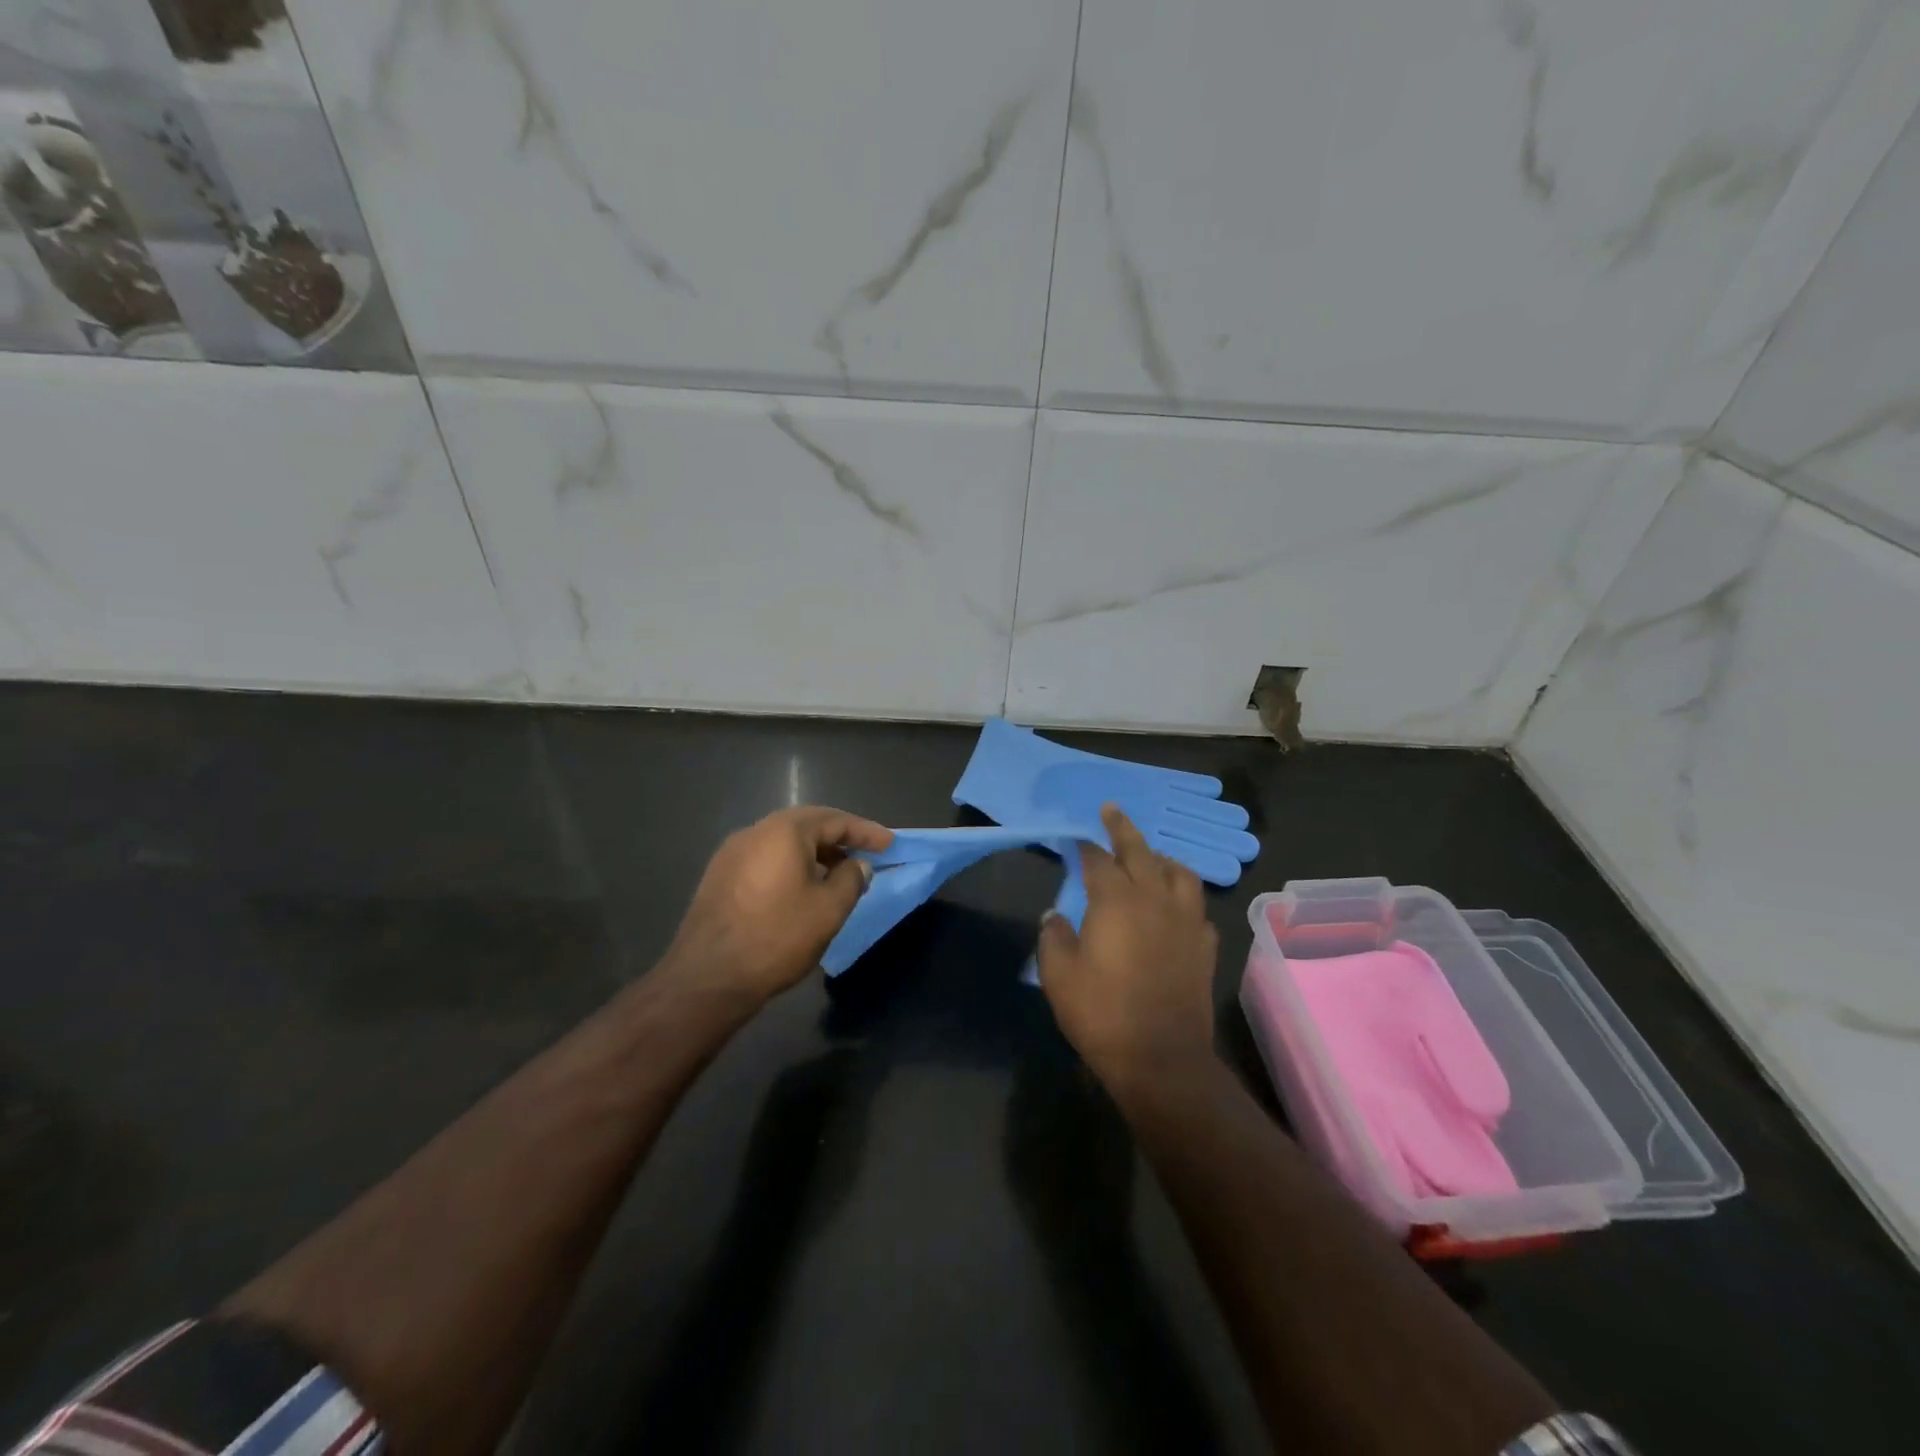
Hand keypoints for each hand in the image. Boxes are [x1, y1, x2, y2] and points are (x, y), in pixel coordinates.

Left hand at [663, 806, 891, 1004]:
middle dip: (839, 838)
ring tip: (837, 874)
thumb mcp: (829, 909)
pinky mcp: (719, 876)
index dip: (866, 832)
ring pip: (784, 842)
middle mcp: (755, 831)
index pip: (836, 820)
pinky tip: (801, 889)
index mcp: (784, 831)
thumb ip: (851, 879)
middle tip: (865, 854)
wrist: (708, 977)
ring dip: (814, 853)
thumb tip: (857, 865)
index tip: (890, 844)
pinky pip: (765, 859)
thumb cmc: (777, 937)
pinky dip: (790, 865)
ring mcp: (731, 853)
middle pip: (807, 825)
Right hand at [1037, 805, 1219, 1093]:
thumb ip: (1054, 937)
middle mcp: (1155, 900)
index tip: (1075, 837)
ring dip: (1162, 859)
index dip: (1085, 846)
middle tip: (1111, 810)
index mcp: (1116, 901)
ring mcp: (1186, 922)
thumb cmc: (1102, 1014)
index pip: (1099, 861)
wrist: (1161, 1059)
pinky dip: (1183, 899)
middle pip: (1141, 852)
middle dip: (1123, 828)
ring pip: (1180, 874)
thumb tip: (1055, 916)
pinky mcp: (1205, 947)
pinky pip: (1197, 909)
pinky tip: (1175, 909)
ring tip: (1151, 858)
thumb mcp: (1059, 976)